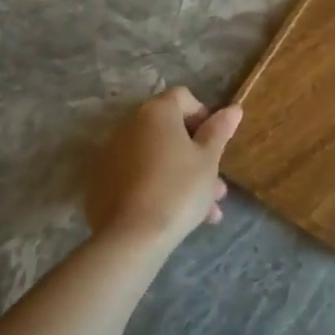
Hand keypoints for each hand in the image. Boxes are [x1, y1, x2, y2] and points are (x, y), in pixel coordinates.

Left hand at [85, 87, 241, 252]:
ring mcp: (111, 154)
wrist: (130, 237)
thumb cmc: (179, 189)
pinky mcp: (101, 182)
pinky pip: (137, 176)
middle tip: (216, 186)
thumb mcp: (208, 160)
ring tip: (205, 211)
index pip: (183, 97)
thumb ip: (219, 131)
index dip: (204, 116)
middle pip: (169, 131)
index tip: (216, 144)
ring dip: (181, 176)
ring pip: (156, 158)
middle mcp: (129, 125)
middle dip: (196, 155)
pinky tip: (175, 215)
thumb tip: (233, 108)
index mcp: (156, 112)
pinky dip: (155, 187)